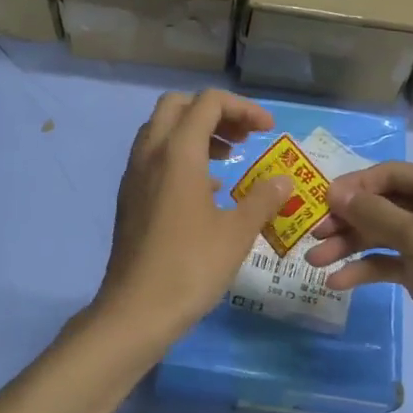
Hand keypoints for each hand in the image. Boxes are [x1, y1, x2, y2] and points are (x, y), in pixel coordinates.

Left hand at [94, 90, 293, 349]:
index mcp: (178, 152)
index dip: (243, 108)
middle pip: (178, 106)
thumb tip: (283, 181)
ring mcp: (135, 175)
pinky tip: (207, 189)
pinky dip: (180, 157)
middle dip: (214, 113)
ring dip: (196, 133)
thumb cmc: (191, 267)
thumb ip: (262, 200)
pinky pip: (154, 157)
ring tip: (229, 159)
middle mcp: (151, 153)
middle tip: (244, 137)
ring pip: (161, 130)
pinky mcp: (129, 197)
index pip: (208, 103)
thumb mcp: (237, 233)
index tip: (267, 131)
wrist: (136, 310)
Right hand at [303, 163, 412, 385]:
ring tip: (315, 261)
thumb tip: (333, 191)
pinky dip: (363, 268)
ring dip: (348, 245)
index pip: (390, 174)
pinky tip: (338, 282)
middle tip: (313, 234)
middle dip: (347, 219)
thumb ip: (373, 212)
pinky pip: (386, 260)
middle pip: (381, 203)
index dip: (354, 186)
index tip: (320, 202)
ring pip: (379, 233)